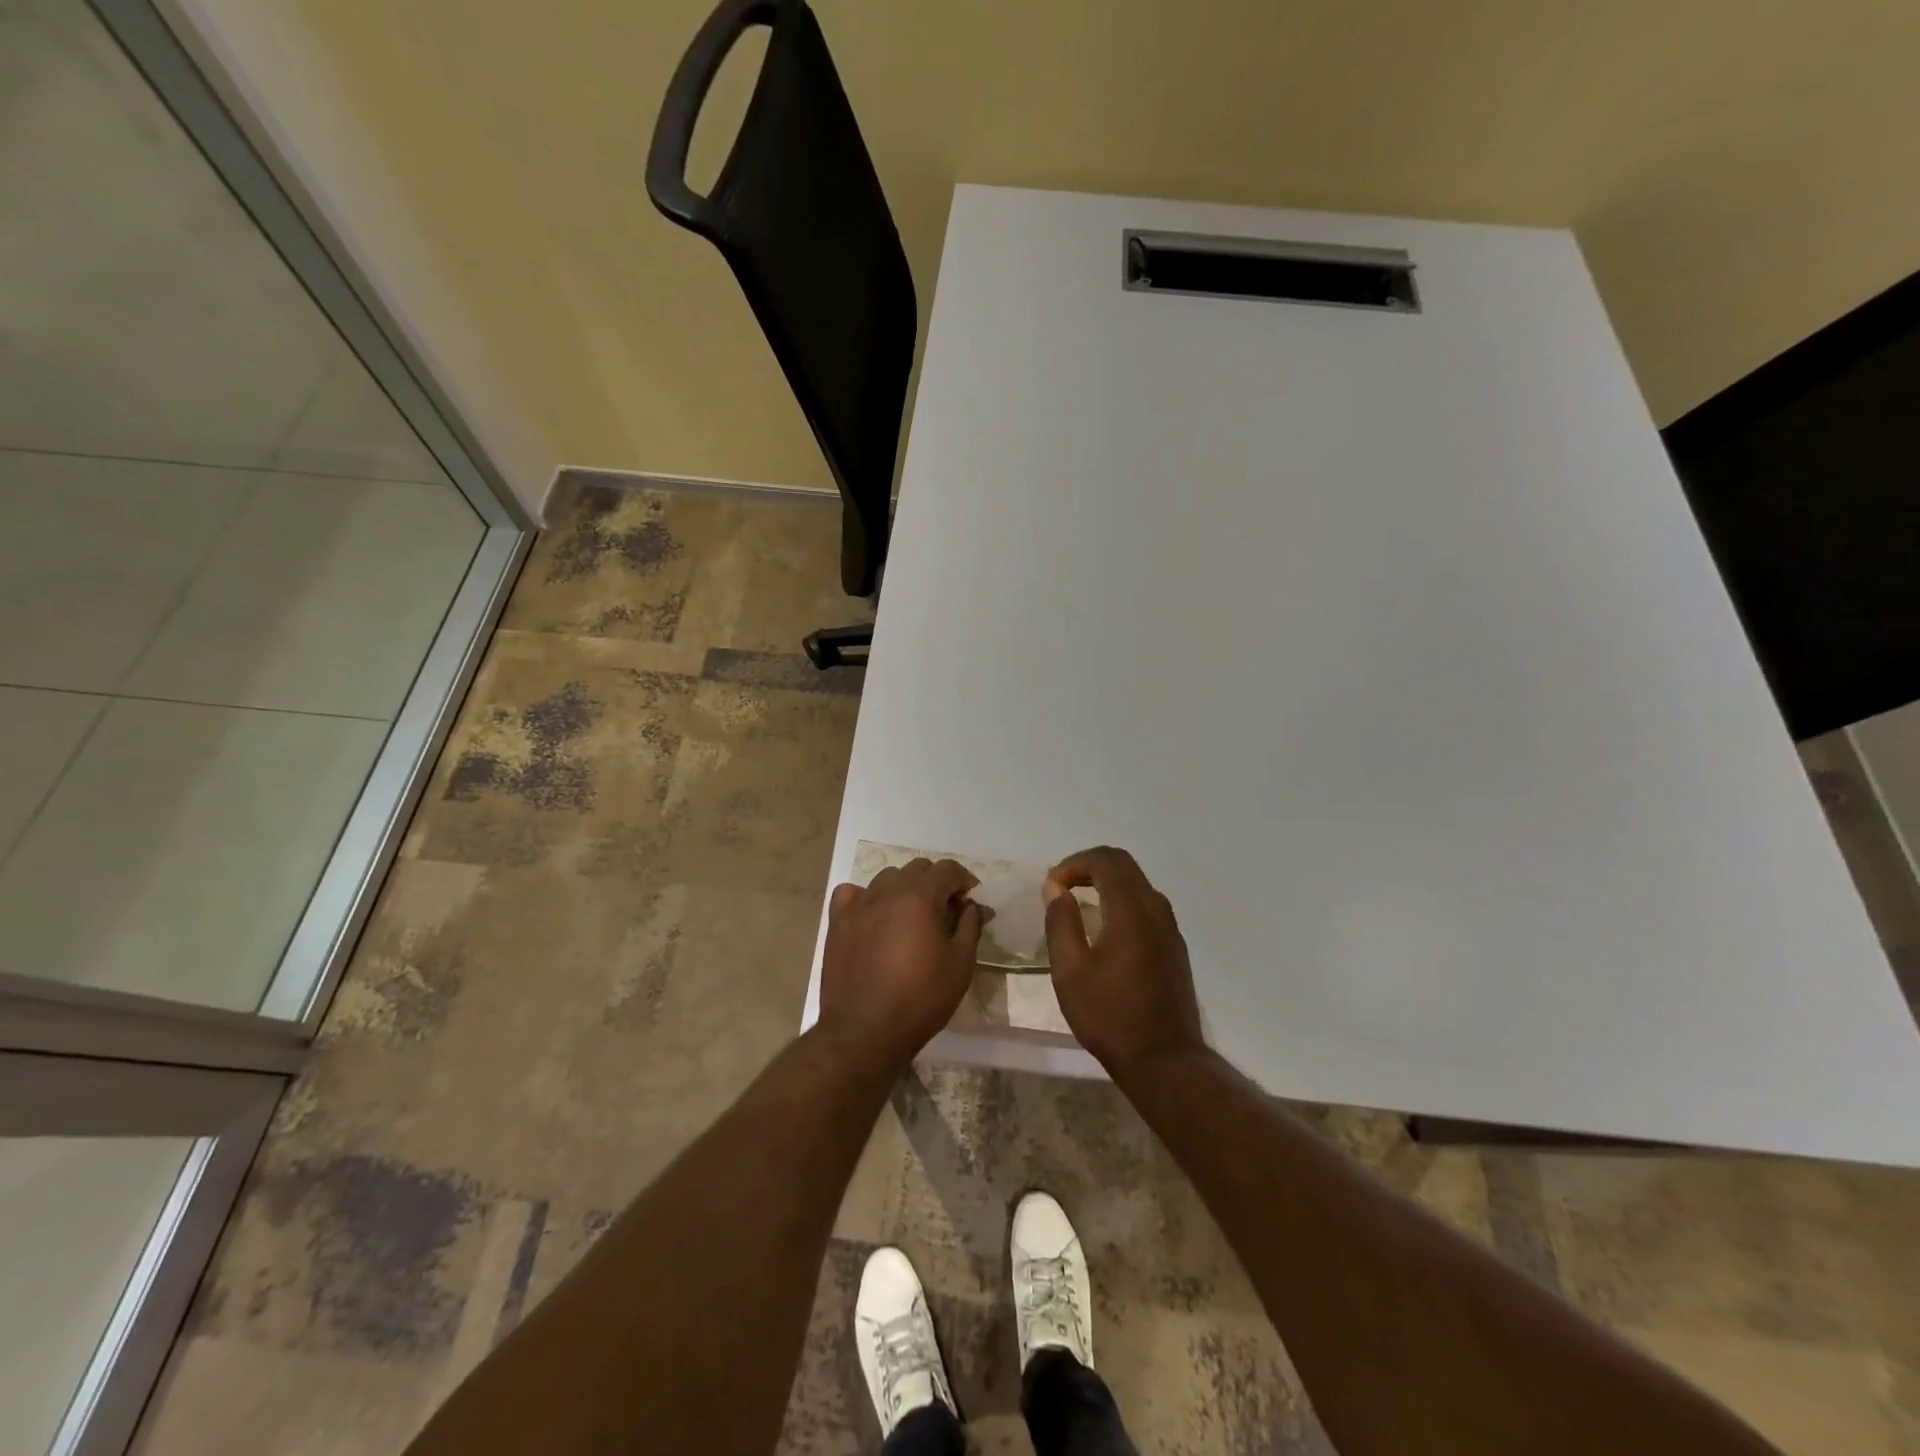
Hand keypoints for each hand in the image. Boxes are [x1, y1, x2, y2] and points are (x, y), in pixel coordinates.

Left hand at [820, 859, 983, 1067]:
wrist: (865, 1031)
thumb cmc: (921, 998)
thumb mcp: (960, 964)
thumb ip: (970, 926)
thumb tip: (973, 905)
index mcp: (919, 896)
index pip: (947, 869)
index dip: (964, 879)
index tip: (971, 899)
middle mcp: (887, 891)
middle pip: (917, 868)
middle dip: (936, 883)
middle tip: (946, 910)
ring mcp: (858, 905)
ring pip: (886, 878)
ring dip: (904, 888)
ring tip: (911, 915)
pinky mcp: (838, 922)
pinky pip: (851, 893)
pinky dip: (866, 897)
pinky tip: (873, 916)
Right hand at [1044, 846, 1204, 1079]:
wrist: (1165, 1061)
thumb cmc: (1110, 1017)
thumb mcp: (1070, 971)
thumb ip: (1060, 922)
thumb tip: (1055, 888)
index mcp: (1131, 911)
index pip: (1105, 860)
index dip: (1074, 863)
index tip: (1051, 886)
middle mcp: (1155, 910)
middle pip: (1124, 865)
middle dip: (1088, 866)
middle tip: (1061, 888)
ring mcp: (1169, 928)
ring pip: (1137, 883)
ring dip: (1106, 882)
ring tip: (1077, 903)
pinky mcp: (1174, 946)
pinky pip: (1146, 904)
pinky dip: (1121, 900)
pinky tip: (1103, 928)